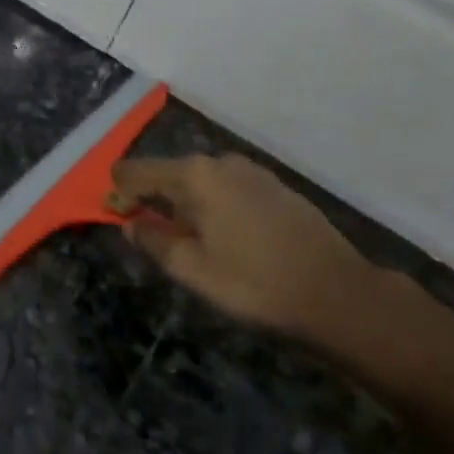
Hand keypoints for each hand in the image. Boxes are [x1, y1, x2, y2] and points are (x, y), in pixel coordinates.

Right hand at [112, 154, 373, 336]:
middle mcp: (220, 161)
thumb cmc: (253, 281)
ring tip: (192, 244)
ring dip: (186, 205)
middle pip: (169, 173)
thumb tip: (130, 223)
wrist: (336, 291)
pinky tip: (227, 239)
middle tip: (154, 239)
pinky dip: (214, 206)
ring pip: (201, 182)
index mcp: (193, 175)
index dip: (118, 192)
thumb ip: (152, 240)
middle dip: (153, 200)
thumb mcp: (190, 269)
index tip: (116, 218)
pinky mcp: (275, 186)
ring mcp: (252, 171)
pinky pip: (228, 189)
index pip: (135, 171)